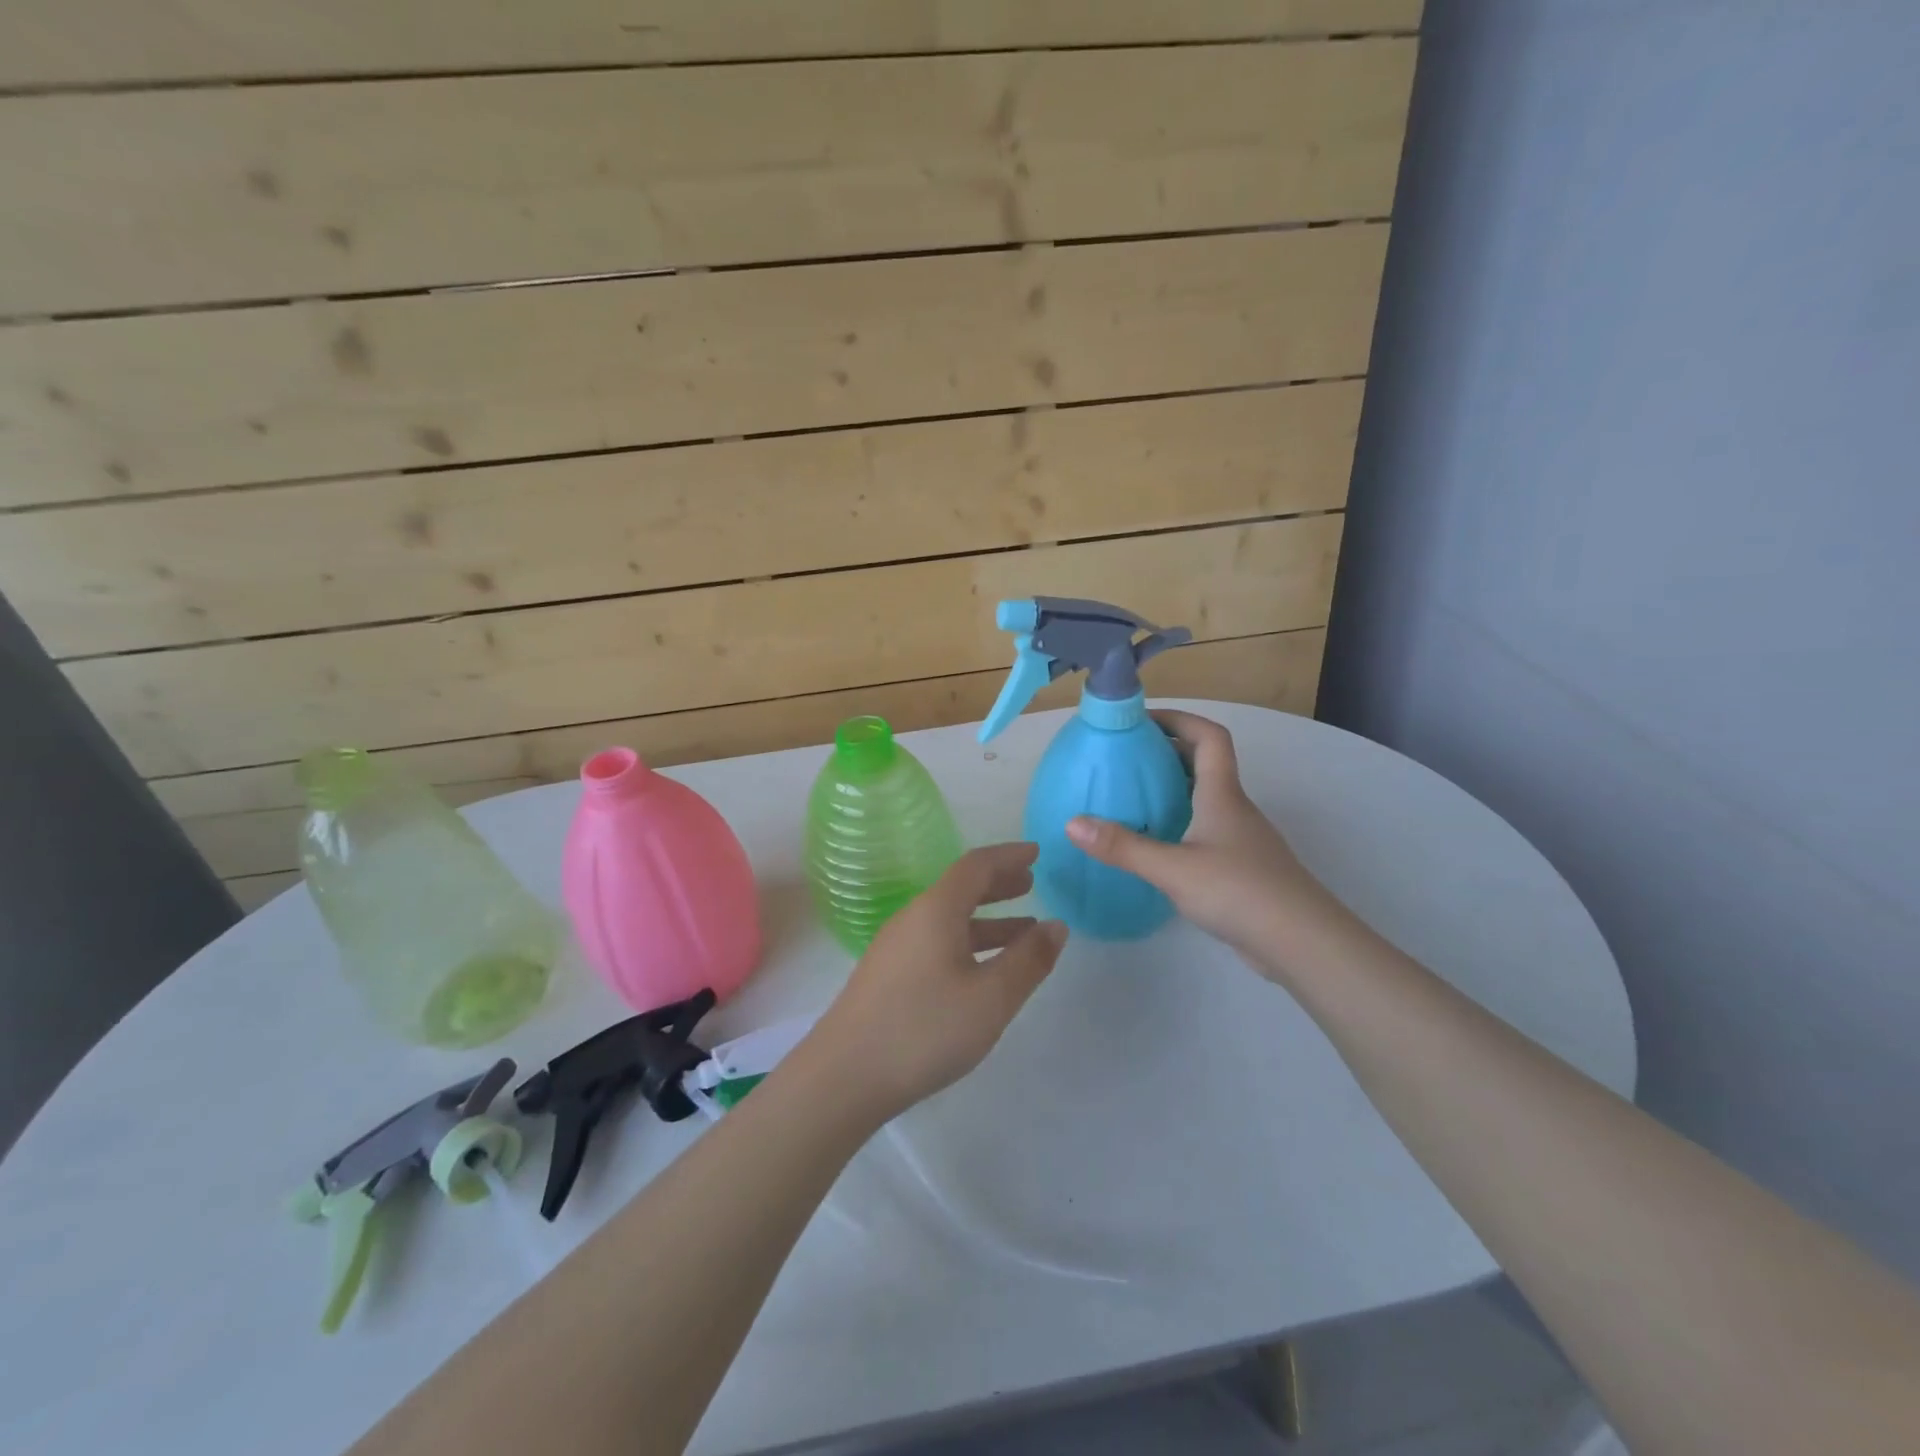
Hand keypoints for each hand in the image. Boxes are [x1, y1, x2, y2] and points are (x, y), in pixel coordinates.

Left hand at [809, 843, 1067, 1121]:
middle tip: (1032, 885)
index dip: (1008, 856)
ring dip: (988, 919)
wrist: (843, 1077)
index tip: (1036, 853)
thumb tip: (1057, 926)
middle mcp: (913, 919)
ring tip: (1024, 932)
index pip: (976, 866)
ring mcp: (896, 948)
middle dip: (999, 885)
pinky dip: (968, 943)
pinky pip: (937, 942)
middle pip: (960, 889)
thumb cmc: (924, 1029)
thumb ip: (1028, 961)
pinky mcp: (888, 976)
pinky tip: (983, 970)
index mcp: (936, 910)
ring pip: (949, 920)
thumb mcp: (991, 998)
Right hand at [1066, 711, 1337, 971]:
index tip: (1141, 720)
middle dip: (1167, 752)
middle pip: (1205, 763)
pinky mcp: (1242, 866)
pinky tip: (1158, 844)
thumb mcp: (1173, 868)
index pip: (1209, 737)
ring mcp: (1241, 838)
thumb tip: (1072, 823)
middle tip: (1125, 758)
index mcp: (1222, 794)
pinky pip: (1207, 828)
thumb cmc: (1240, 891)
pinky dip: (1181, 822)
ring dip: (1173, 788)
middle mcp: (1234, 807)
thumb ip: (1123, 847)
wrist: (1302, 942)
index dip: (1178, 719)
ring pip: (1206, 797)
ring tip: (1132, 796)